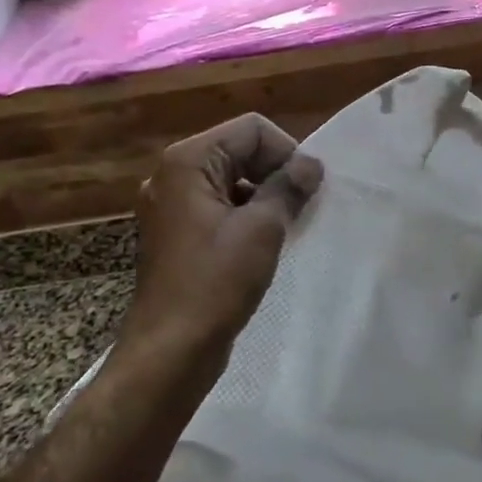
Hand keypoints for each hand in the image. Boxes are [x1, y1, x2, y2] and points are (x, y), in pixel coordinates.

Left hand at [121, 114, 322, 367]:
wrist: (170, 351)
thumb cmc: (215, 283)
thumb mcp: (262, 229)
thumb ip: (289, 187)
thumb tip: (311, 164)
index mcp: (187, 162)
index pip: (251, 130)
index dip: (286, 151)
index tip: (306, 188)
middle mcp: (173, 175)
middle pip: (239, 150)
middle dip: (275, 172)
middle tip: (302, 206)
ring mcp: (172, 205)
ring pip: (231, 179)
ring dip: (263, 195)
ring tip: (287, 225)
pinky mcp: (176, 233)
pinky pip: (219, 206)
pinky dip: (245, 214)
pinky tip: (264, 243)